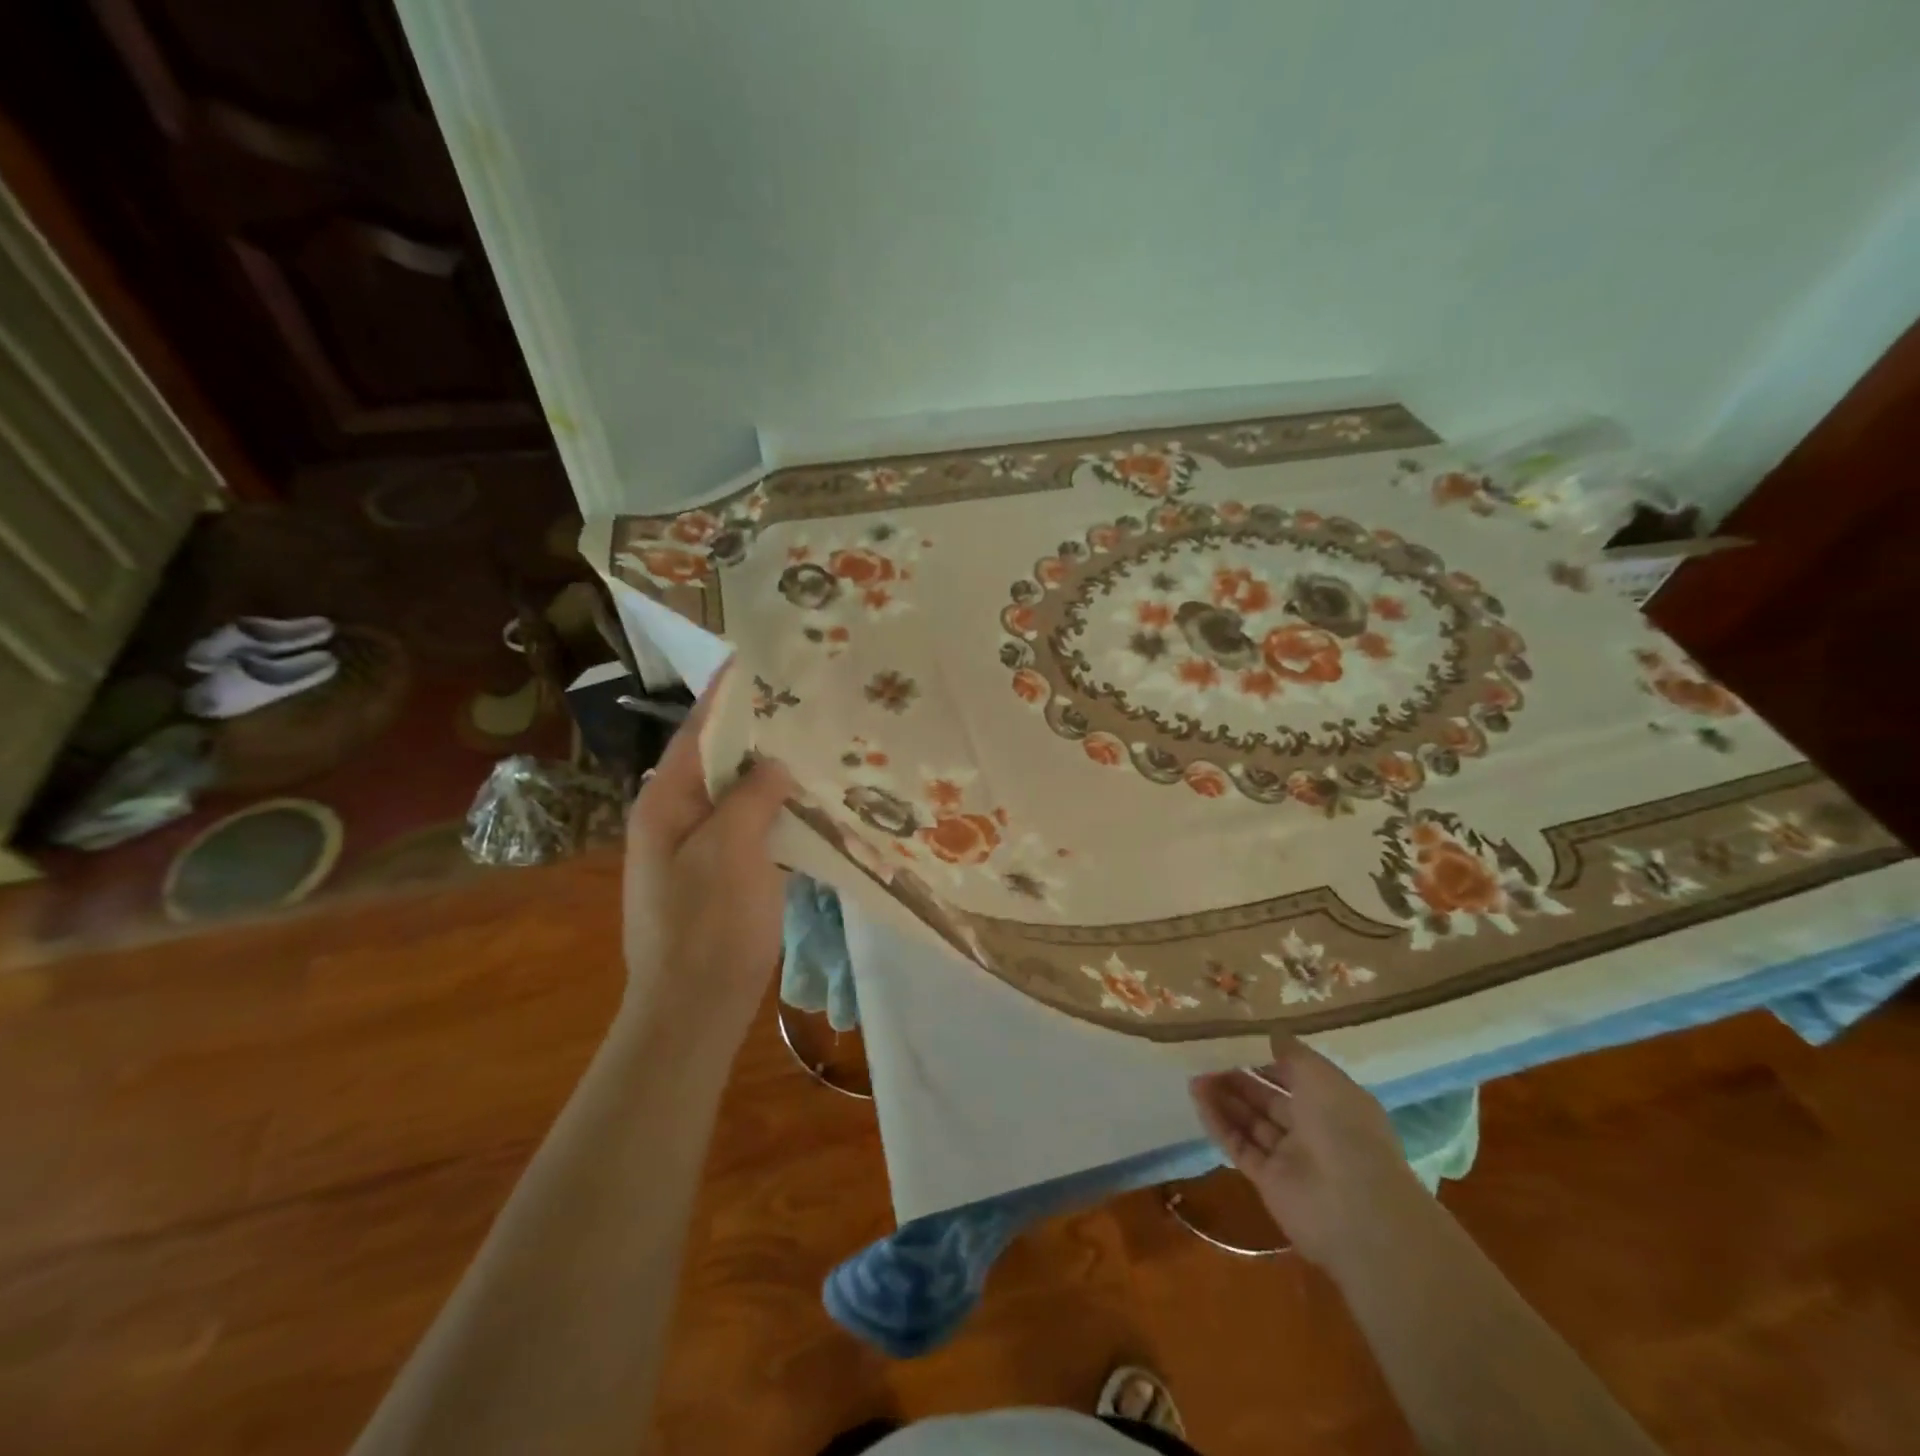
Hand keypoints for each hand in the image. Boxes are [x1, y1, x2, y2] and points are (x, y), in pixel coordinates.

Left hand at [621, 671, 794, 1054]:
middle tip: (809, 701)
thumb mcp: (730, 852)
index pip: (699, 731)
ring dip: (774, 772)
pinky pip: (753, 827)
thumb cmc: (707, 928)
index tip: (760, 661)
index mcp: (666, 801)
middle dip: (761, 731)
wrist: (693, 1010)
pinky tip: (814, 801)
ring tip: (819, 742)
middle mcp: (678, 816)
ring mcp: (701, 848)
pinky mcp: (724, 873)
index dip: (729, 695)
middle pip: (721, 759)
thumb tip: (775, 763)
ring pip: (740, 794)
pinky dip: (779, 810)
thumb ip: (751, 797)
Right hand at [1189, 1034, 1429, 1269]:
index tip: (1236, 1041)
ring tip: (1194, 1077)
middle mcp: (1313, 1130)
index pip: (1296, 1077)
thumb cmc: (1344, 1129)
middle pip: (1269, 1100)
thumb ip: (1292, 1053)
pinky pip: (1239, 1146)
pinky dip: (1219, 1124)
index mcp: (1334, 1103)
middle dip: (1239, 1079)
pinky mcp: (1268, 1181)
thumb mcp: (1321, 1076)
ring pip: (1251, 1122)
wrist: (1356, 1211)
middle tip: (1205, 1058)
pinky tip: (1197, 1101)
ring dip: (1224, 1099)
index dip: (1267, 1059)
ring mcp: (1290, 1158)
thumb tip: (1272, 1033)